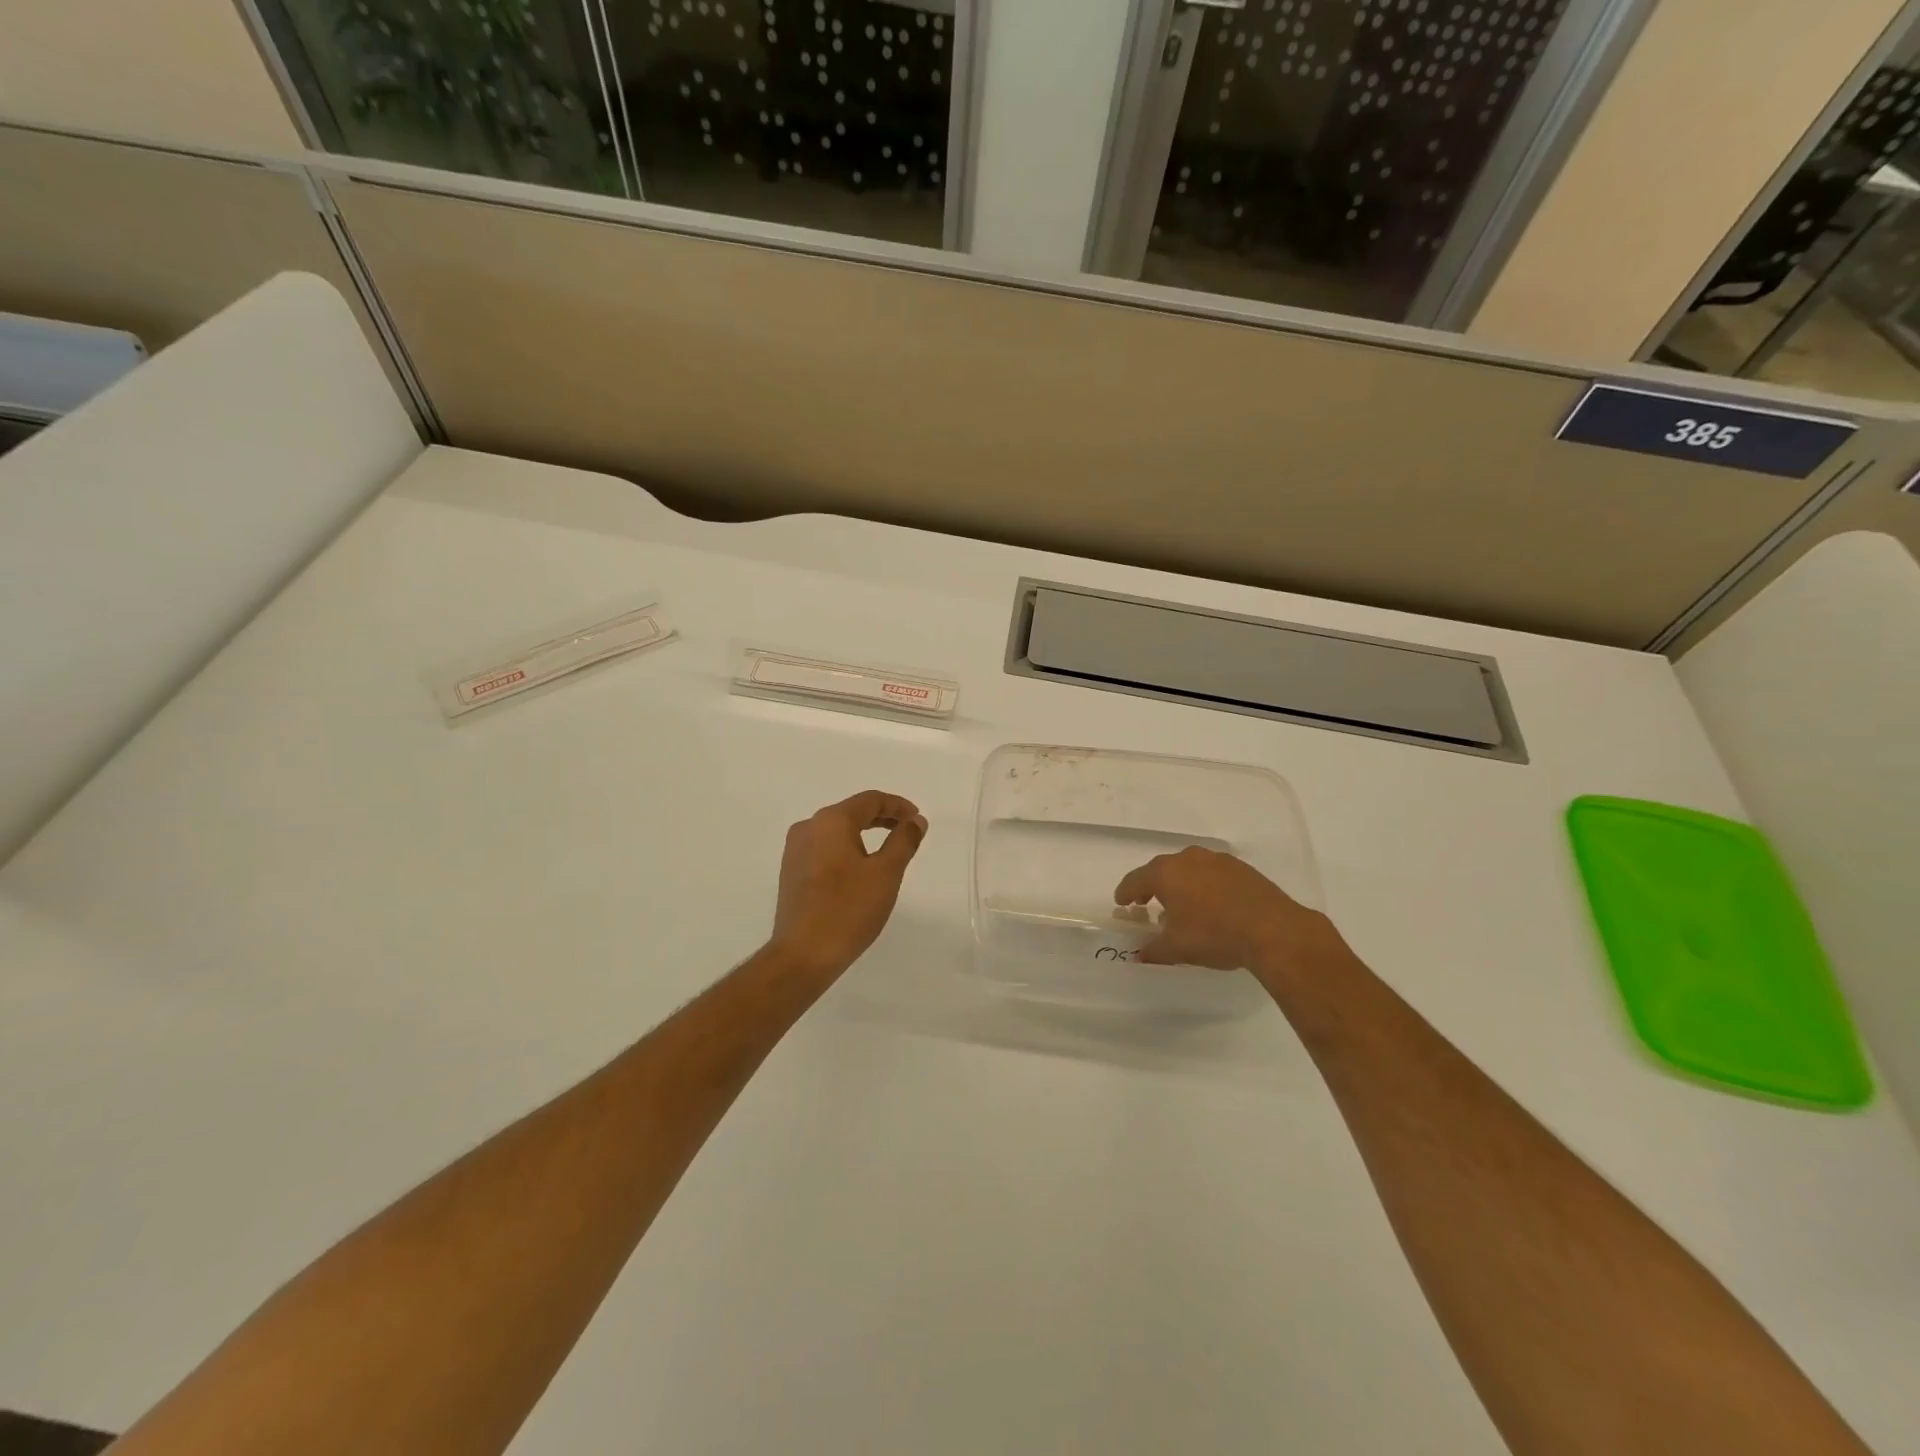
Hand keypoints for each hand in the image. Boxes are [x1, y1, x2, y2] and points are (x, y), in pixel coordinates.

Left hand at [770, 790, 927, 978]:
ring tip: (888, 849)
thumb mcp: (886, 873)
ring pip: (836, 831)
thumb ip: (904, 841)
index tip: (917, 819)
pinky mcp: (791, 872)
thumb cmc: (849, 909)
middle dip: (882, 818)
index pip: (870, 800)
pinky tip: (860, 869)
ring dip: (864, 834)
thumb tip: (916, 821)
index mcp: (831, 821)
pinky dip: (847, 849)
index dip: (898, 806)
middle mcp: (808, 828)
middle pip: (852, 812)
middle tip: (908, 830)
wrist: (803, 954)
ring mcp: (795, 850)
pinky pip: (824, 848)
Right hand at [1114, 845, 1340, 977]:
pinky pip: (1212, 874)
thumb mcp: (1177, 948)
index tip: (1121, 901)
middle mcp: (1188, 859)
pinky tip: (1211, 904)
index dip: (1126, 891)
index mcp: (1166, 873)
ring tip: (1181, 905)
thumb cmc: (1214, 935)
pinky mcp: (1241, 868)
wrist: (1273, 930)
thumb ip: (1154, 950)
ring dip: (1181, 884)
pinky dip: (1205, 885)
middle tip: (1146, 902)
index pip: (1136, 879)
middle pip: (1161, 870)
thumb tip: (1140, 954)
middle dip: (1152, 886)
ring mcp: (1217, 860)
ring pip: (1189, 869)